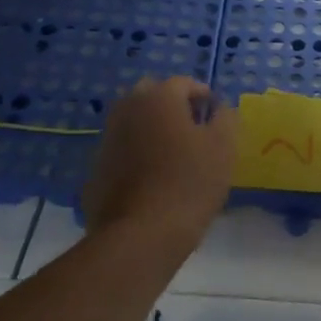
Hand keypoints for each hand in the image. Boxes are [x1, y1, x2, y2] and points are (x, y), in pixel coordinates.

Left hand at [81, 77, 235, 256]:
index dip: (203, 95)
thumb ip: (225, 118)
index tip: (216, 115)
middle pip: (151, 95)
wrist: (139, 236)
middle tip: (193, 128)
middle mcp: (127, 109)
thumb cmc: (189, 183)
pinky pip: (121, 150)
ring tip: (173, 155)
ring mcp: (106, 139)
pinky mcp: (95, 169)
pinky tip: (152, 180)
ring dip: (151, 128)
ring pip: (132, 122)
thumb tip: (219, 107)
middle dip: (172, 105)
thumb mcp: (223, 147)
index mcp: (159, 98)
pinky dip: (136, 154)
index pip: (184, 83)